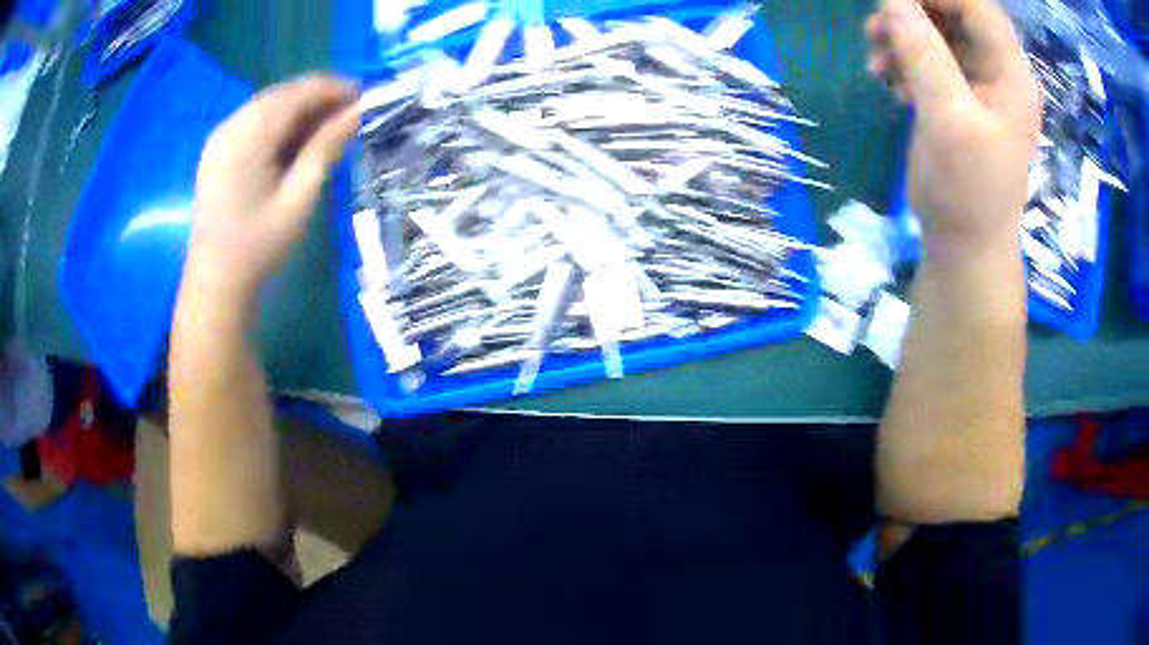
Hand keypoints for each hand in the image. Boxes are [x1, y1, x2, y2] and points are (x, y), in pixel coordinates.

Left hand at [187, 76, 359, 303]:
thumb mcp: (299, 197)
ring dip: (300, 110)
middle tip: (350, 117)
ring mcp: (220, 137)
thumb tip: (358, 112)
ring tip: (327, 130)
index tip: (366, 99)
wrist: (215, 283)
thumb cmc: (259, 246)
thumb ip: (326, 148)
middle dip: (318, 98)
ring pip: (268, 105)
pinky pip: (253, 121)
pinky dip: (279, 123)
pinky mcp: (217, 150)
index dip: (335, 89)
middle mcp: (231, 126)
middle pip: (282, 94)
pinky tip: (295, 142)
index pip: (299, 92)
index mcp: (249, 135)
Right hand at [866, 0, 1041, 256]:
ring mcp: (977, 85)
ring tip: (876, 60)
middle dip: (912, 13)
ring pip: (936, 33)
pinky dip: (903, 59)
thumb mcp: (948, 119)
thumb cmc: (968, 191)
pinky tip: (888, 80)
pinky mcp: (956, 98)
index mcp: (1011, 74)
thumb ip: (923, 52)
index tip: (894, 3)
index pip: (976, 6)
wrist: (965, 247)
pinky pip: (927, 58)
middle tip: (877, 31)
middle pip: (954, 14)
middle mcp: (997, 72)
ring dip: (902, 36)